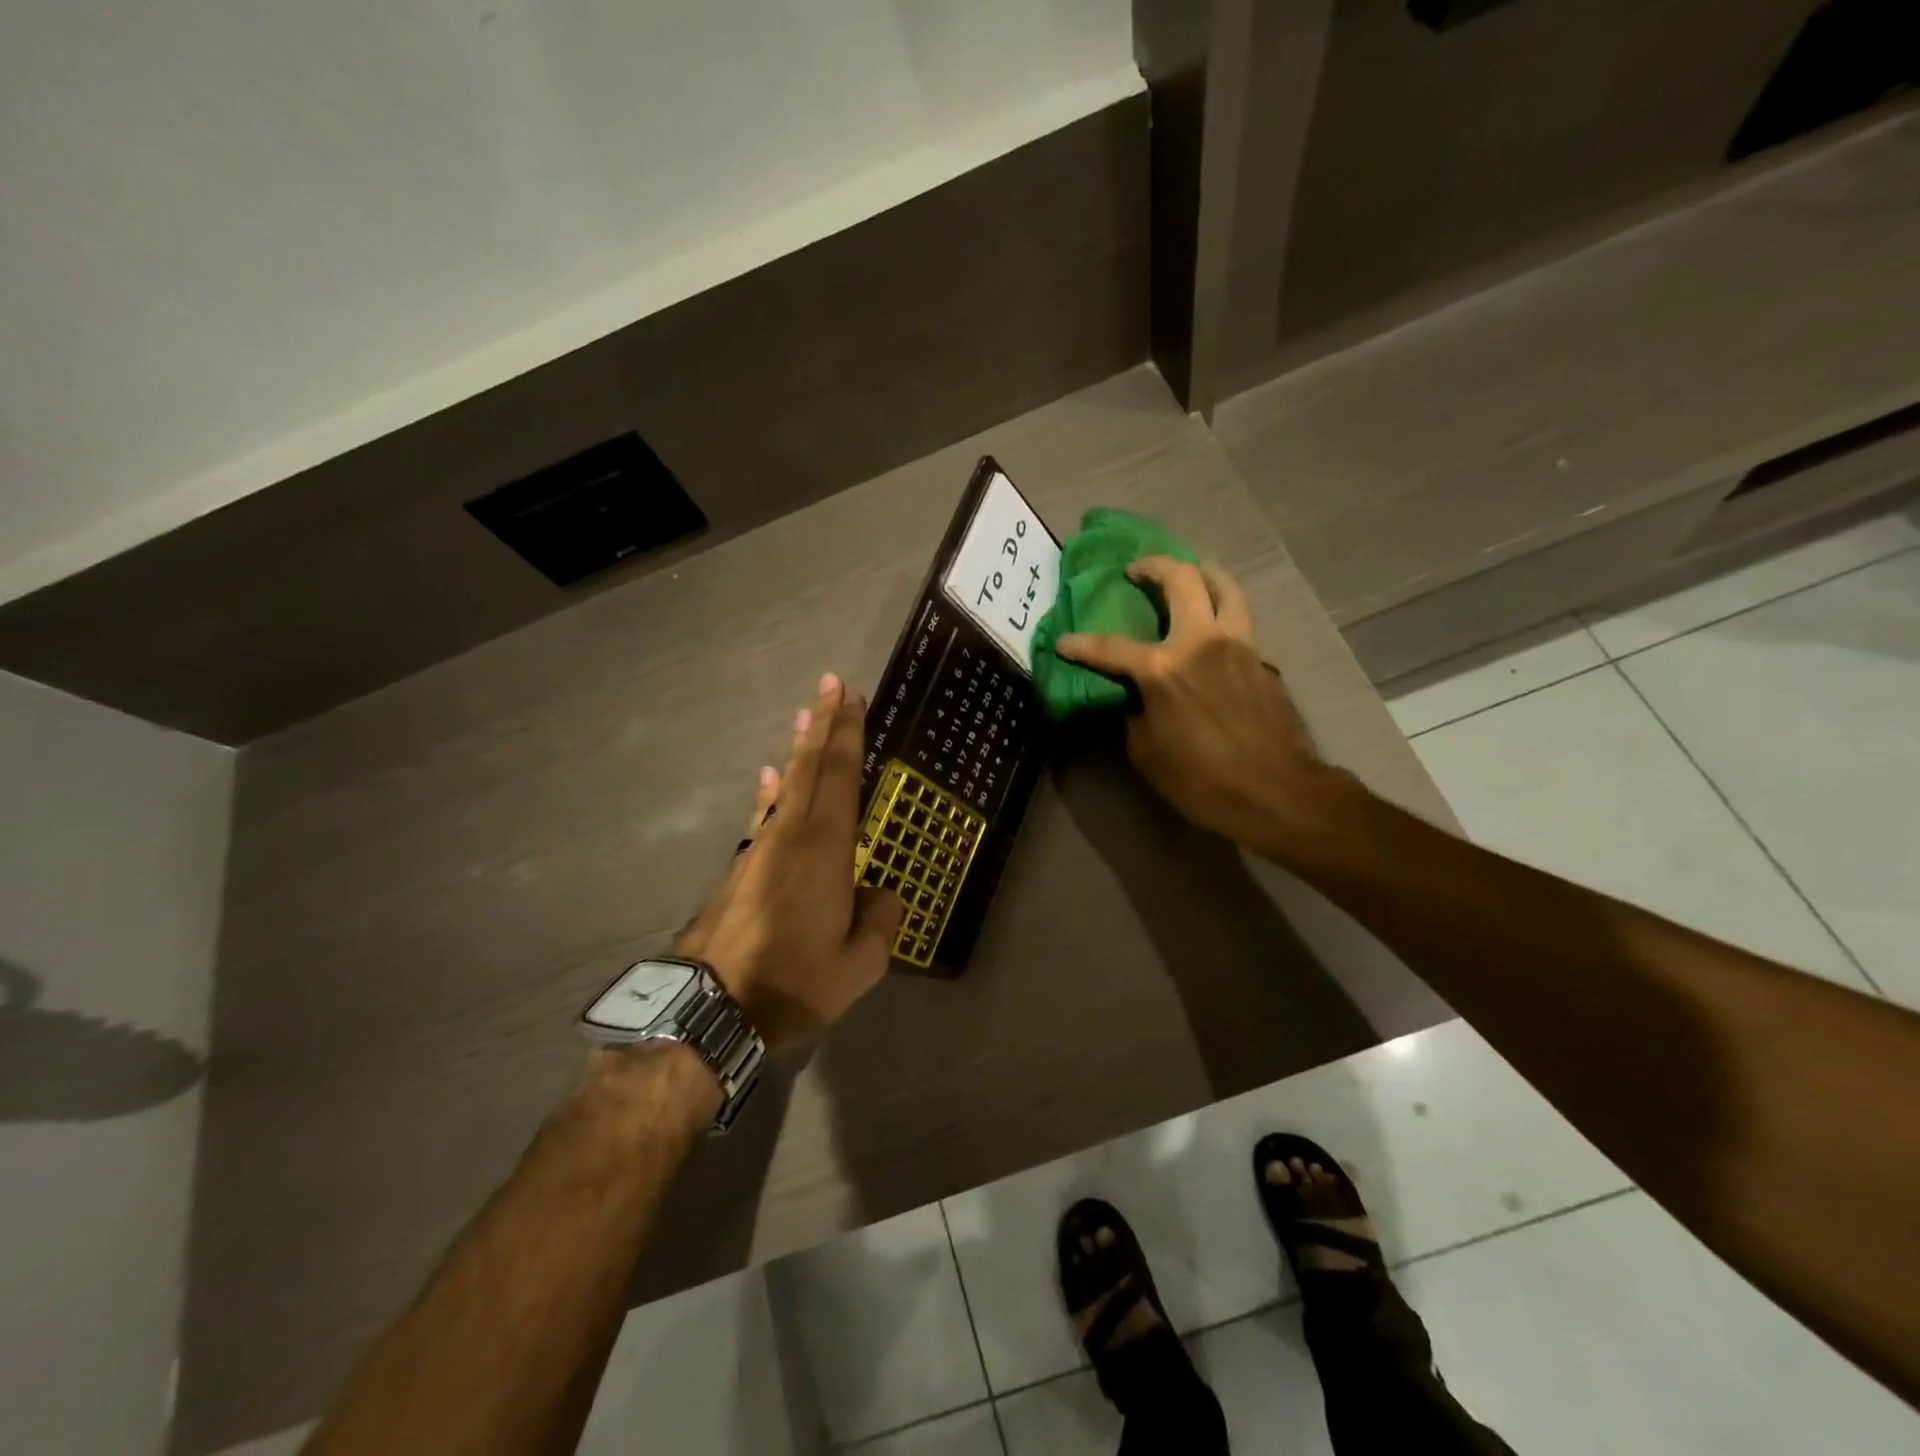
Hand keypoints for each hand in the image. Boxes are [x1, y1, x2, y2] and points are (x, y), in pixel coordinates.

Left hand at [675, 673, 901, 1050]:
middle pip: (810, 766)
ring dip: (798, 749)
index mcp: (825, 849)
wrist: (710, 1009)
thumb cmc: (793, 982)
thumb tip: (880, 894)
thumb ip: (880, 920)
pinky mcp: (740, 870)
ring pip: (785, 786)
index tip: (852, 696)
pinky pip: (763, 816)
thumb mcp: (859, 964)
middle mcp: (790, 835)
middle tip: (831, 685)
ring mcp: (759, 850)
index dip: (848, 734)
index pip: (841, 776)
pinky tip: (770, 777)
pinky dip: (770, 792)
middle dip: (823, 723)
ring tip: (805, 718)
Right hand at [1055, 557, 1345, 856]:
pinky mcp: (1263, 659)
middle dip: (1154, 567)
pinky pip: (1241, 620)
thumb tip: (1138, 698)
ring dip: (1202, 573)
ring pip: (1225, 586)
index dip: (1081, 645)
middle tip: (1137, 570)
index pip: (1111, 648)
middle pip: (1182, 580)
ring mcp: (1239, 645)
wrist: (1277, 792)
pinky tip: (1215, 629)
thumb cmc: (1203, 780)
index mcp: (1164, 669)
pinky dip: (1224, 611)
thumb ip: (1137, 715)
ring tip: (1190, 575)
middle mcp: (1201, 643)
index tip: (1064, 641)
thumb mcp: (1148, 754)